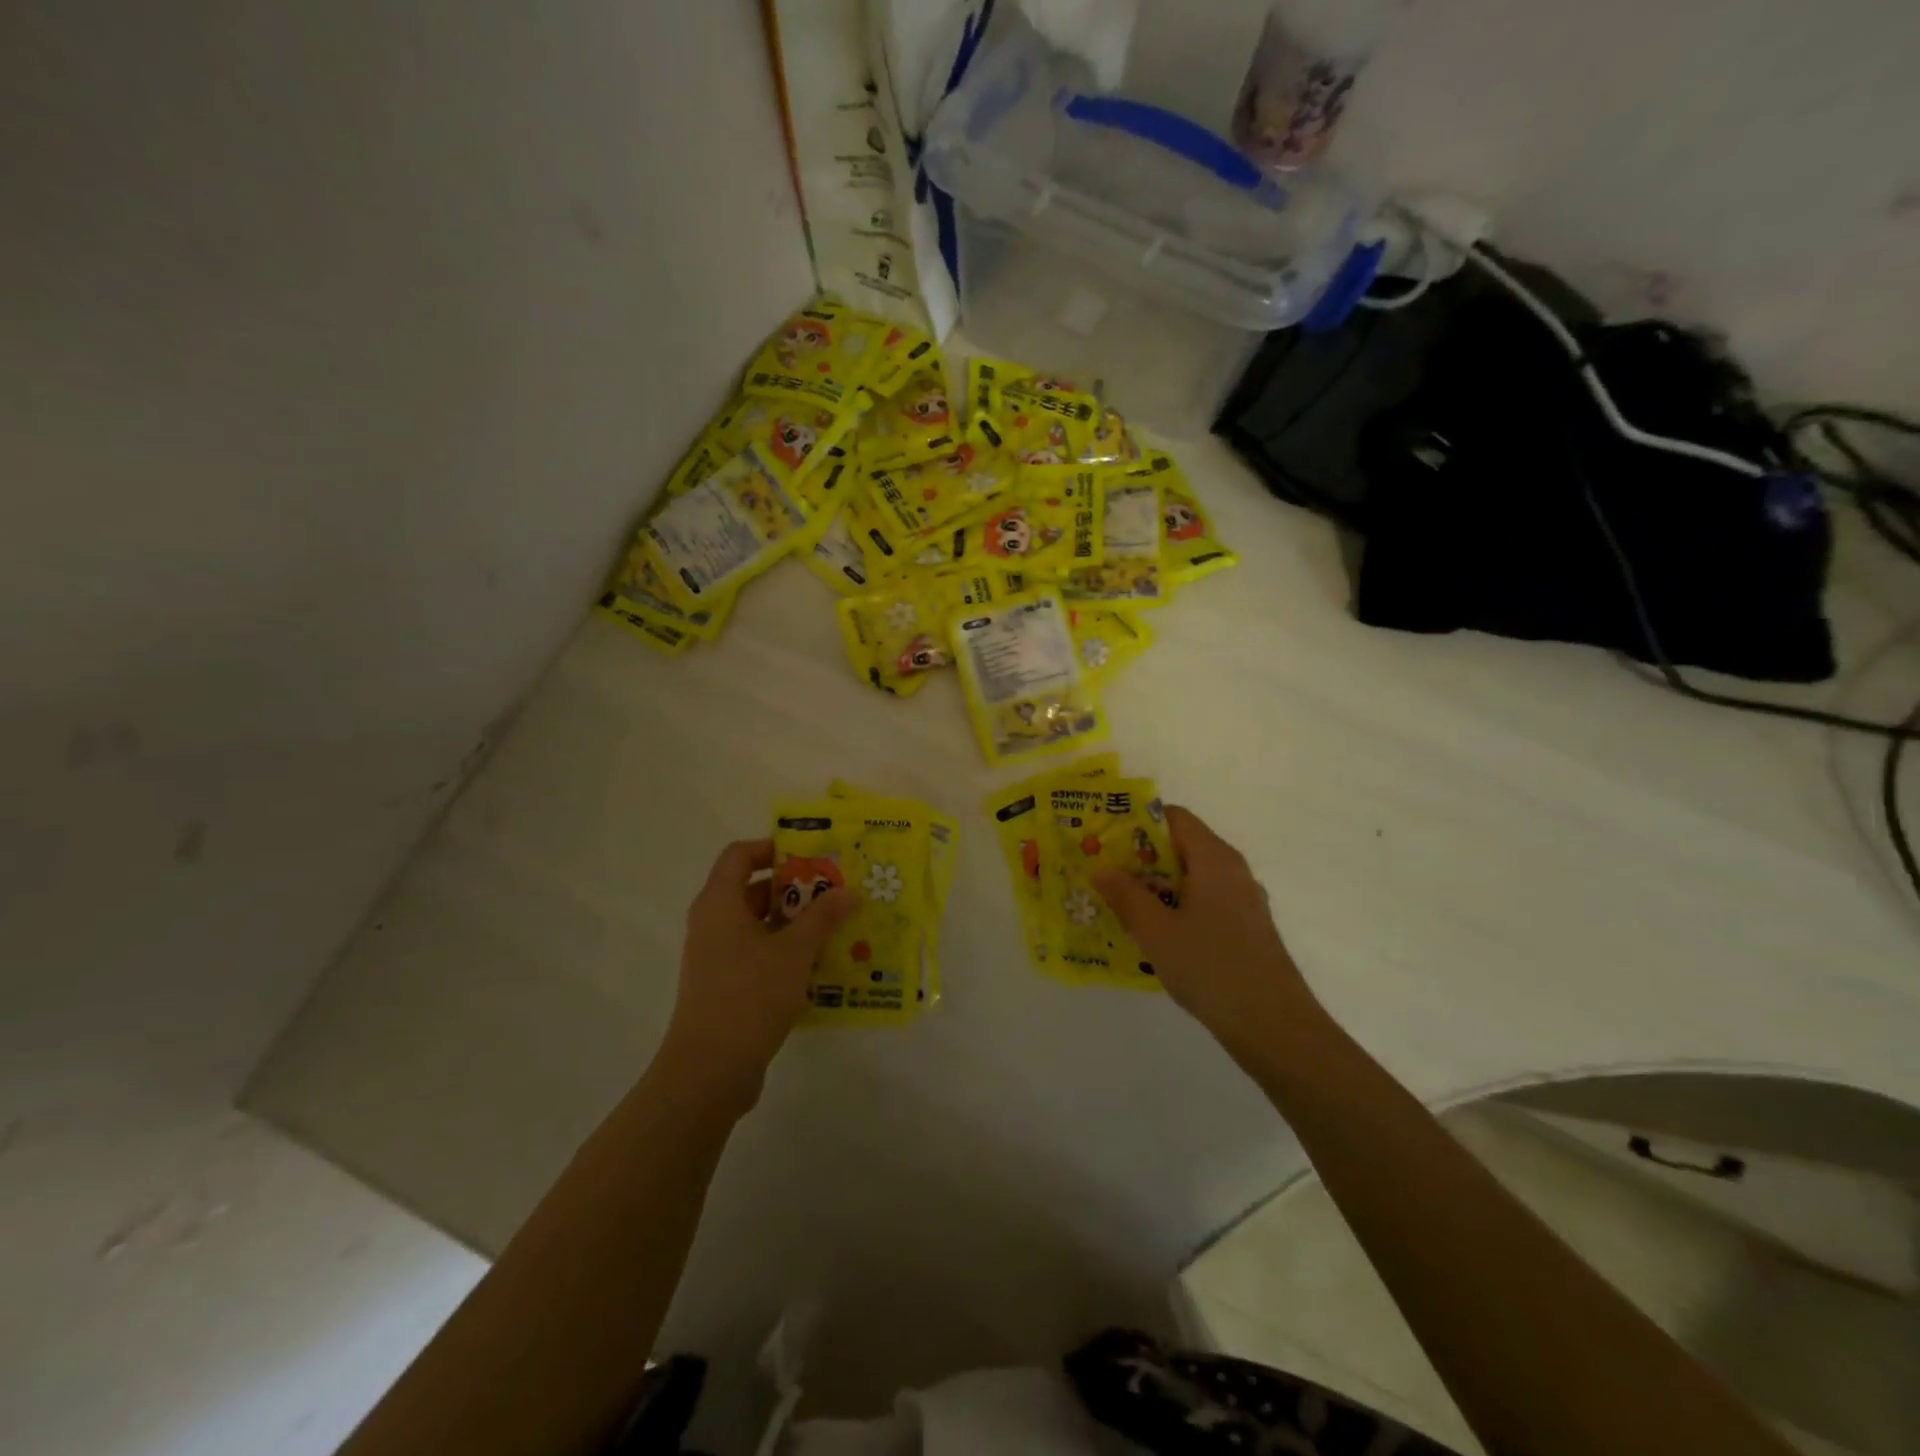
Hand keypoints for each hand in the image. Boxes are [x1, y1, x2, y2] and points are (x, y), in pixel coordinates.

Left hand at [658, 838, 852, 1111]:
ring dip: (795, 923)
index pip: (739, 855)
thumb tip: (847, 891)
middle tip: (835, 890)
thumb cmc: (750, 995)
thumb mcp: (794, 952)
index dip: (772, 848)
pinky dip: (785, 952)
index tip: (810, 855)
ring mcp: (716, 957)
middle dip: (795, 888)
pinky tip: (820, 964)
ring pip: (759, 925)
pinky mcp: (725, 986)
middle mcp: (713, 923)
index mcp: (719, 903)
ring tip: (836, 926)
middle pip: (753, 889)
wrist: (709, 1070)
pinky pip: (758, 954)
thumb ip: (822, 917)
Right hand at [1094, 806, 1322, 1059]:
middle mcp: (1232, 871)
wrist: (1274, 1027)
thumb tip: (1101, 867)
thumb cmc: (1212, 968)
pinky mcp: (1246, 929)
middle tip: (1103, 872)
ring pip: (1192, 877)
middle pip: (1182, 846)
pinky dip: (1176, 906)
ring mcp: (1243, 901)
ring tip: (1118, 902)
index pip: (1174, 817)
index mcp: (1214, 859)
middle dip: (1141, 856)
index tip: (1105, 838)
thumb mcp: (1156, 931)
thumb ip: (1126, 895)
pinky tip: (1153, 933)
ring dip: (1156, 885)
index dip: (1137, 821)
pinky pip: (1204, 902)